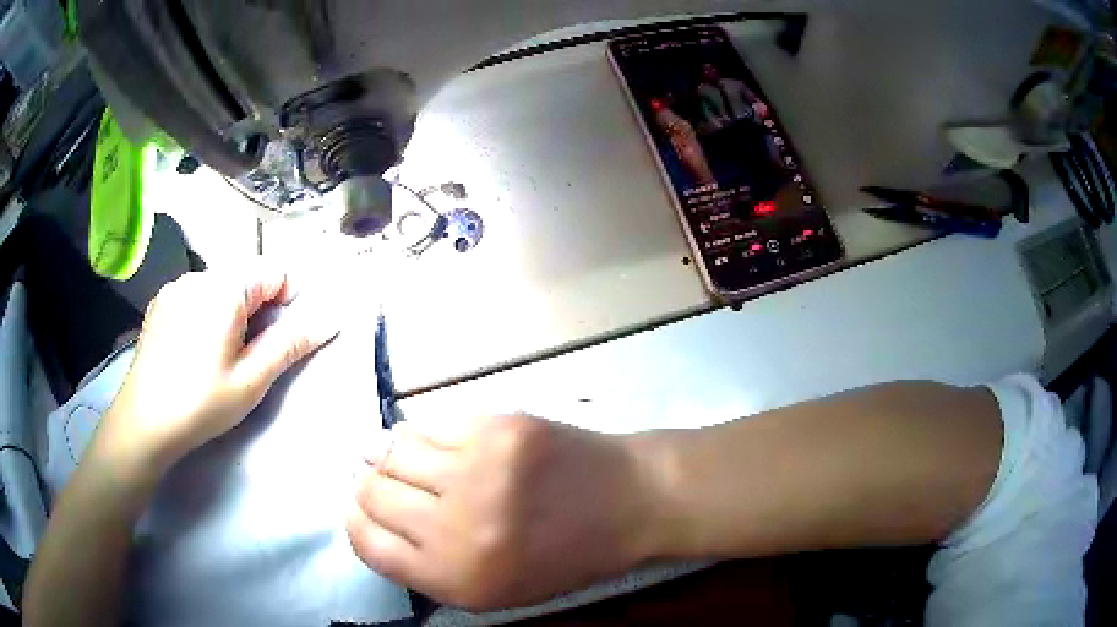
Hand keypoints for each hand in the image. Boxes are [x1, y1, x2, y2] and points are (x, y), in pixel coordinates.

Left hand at [100, 267, 338, 471]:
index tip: (276, 340)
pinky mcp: (160, 303)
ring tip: (217, 356)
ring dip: (230, 312)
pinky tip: (193, 351)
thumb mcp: (251, 380)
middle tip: (247, 356)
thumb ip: (290, 344)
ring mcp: (175, 287)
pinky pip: (194, 296)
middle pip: (244, 279)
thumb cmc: (201, 402)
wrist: (144, 422)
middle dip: (256, 310)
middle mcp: (199, 275)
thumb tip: (331, 319)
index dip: (286, 301)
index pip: (273, 272)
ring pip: (218, 288)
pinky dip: (205, 314)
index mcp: (224, 288)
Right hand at [347, 416, 663, 610]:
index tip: (360, 510)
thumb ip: (427, 565)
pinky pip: (428, 424)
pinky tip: (434, 441)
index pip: (367, 543)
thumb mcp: (494, 590)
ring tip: (405, 460)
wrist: (629, 502)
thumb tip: (369, 514)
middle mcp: (458, 528)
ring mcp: (478, 471)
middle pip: (372, 493)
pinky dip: (421, 433)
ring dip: (388, 455)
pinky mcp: (497, 427)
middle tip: (381, 481)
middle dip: (368, 487)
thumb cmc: (563, 556)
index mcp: (457, 579)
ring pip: (391, 451)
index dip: (356, 522)